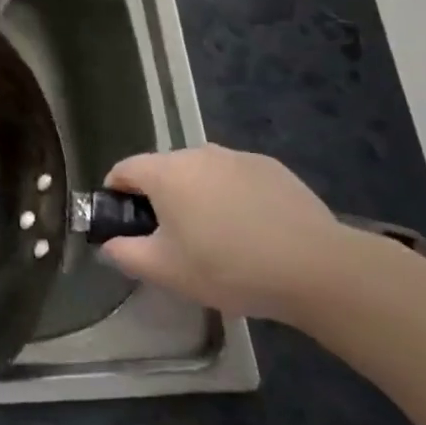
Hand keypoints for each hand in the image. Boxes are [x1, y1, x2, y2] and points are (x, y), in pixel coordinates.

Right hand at [99, 145, 352, 323]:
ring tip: (218, 238)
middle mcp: (197, 153)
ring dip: (198, 196)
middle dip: (160, 199)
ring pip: (202, 173)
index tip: (127, 225)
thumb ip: (124, 254)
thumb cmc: (228, 267)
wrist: (316, 269)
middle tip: (175, 240)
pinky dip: (233, 197)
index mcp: (165, 172)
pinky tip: (253, 231)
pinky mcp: (272, 168)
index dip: (116, 195)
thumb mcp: (166, 271)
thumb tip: (109, 245)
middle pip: (163, 170)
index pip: (123, 170)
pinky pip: (236, 178)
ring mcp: (237, 157)